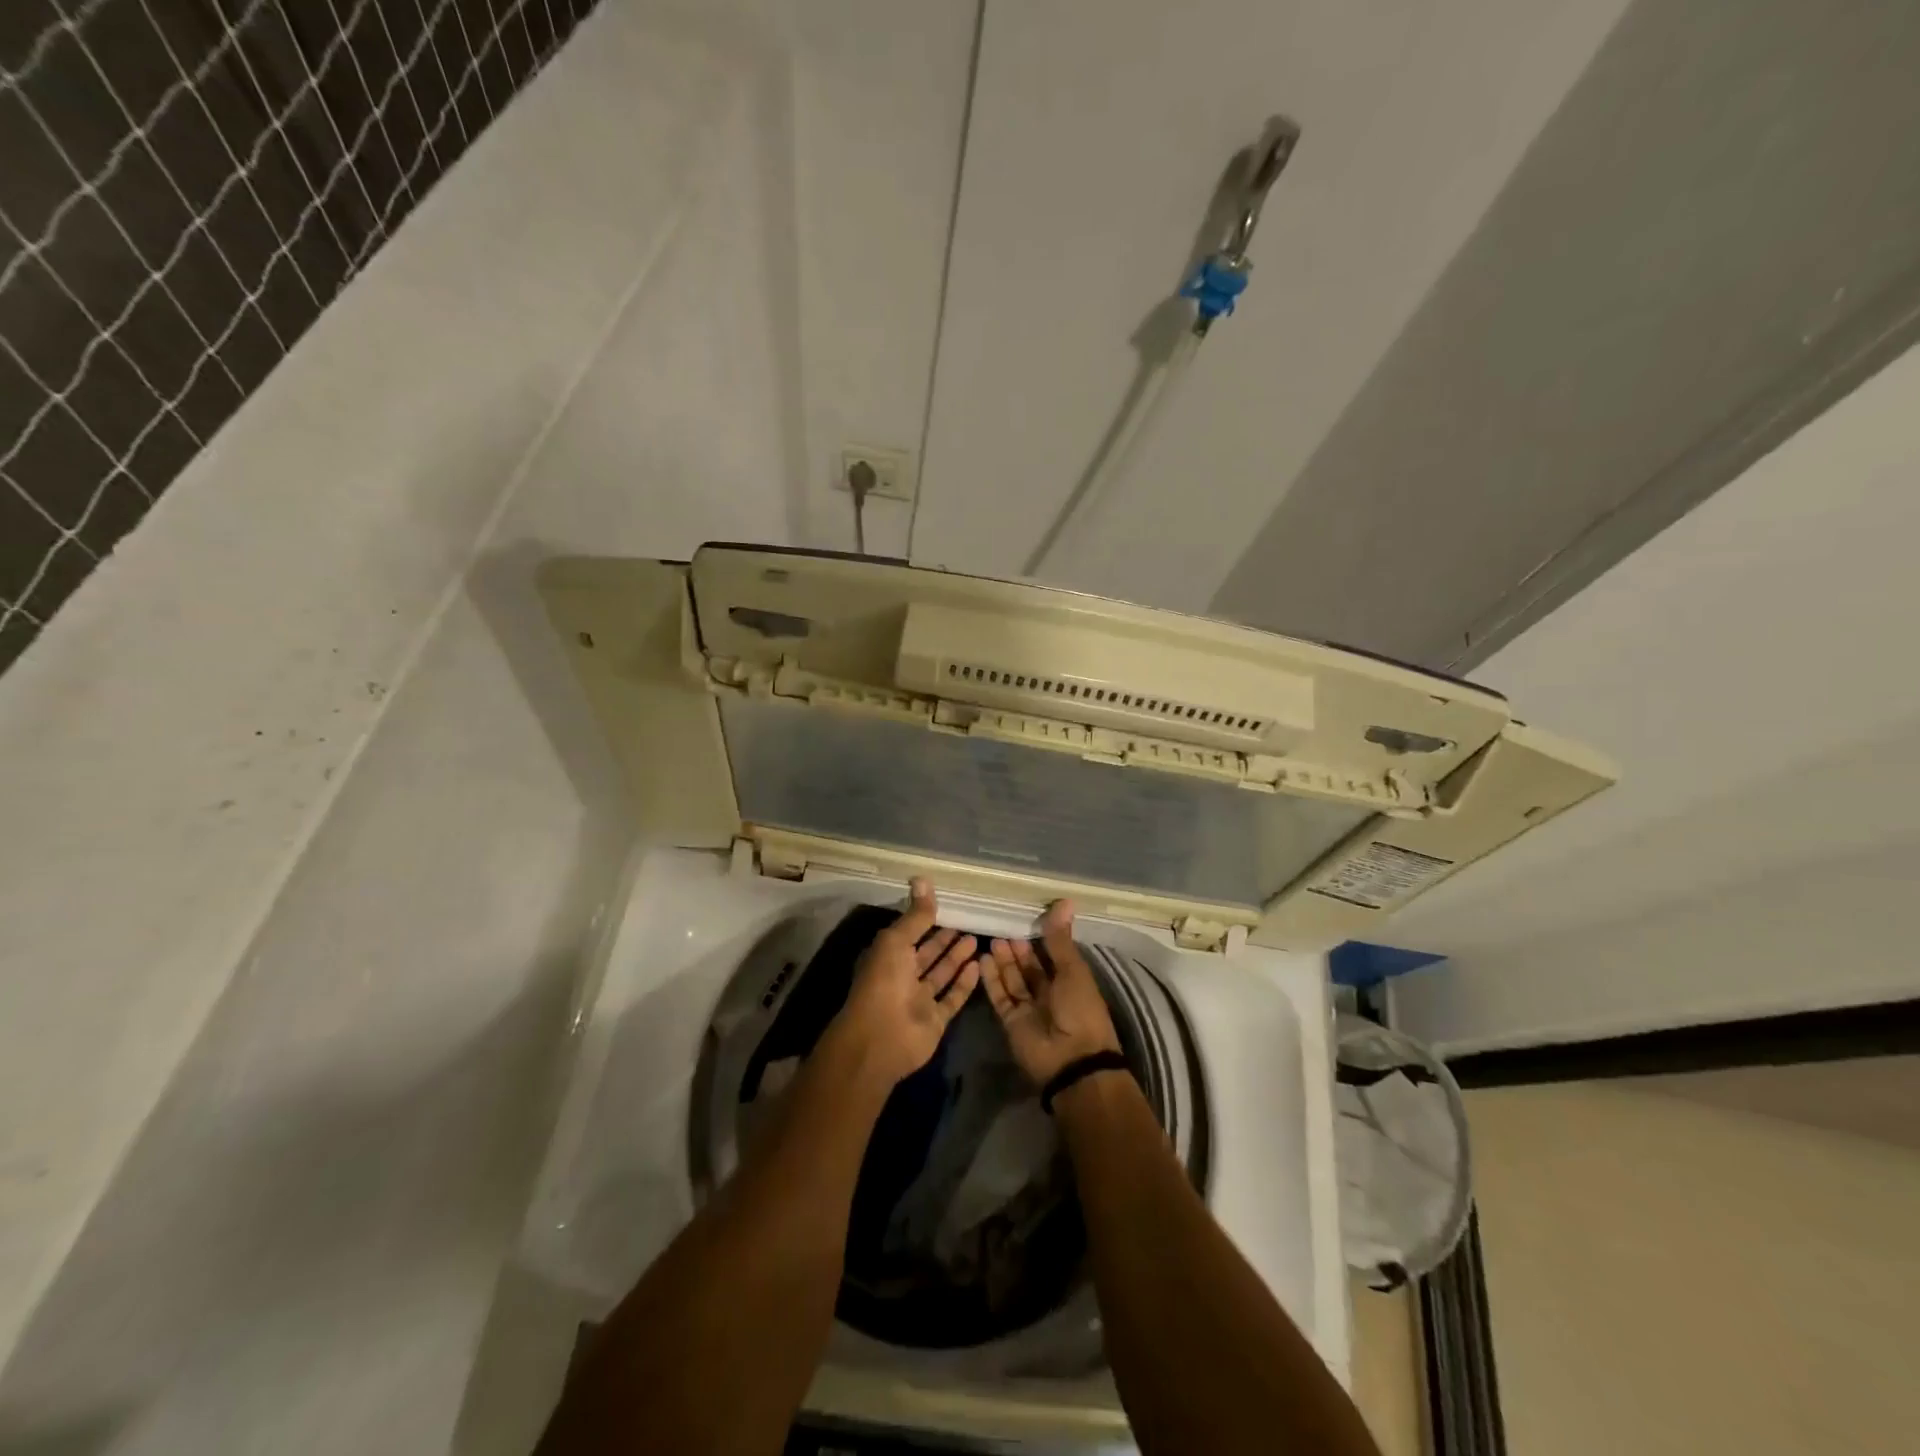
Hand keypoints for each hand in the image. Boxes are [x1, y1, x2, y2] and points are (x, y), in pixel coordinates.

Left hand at [826, 878, 980, 1089]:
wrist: (879, 1040)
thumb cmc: (883, 983)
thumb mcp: (896, 942)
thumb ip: (915, 916)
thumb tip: (923, 879)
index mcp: (887, 956)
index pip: (909, 933)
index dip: (925, 920)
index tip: (947, 904)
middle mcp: (902, 977)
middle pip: (927, 953)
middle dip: (944, 938)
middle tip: (968, 920)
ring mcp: (919, 1000)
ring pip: (940, 974)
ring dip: (956, 958)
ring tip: (976, 938)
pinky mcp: (935, 1020)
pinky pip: (952, 997)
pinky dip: (964, 983)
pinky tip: (978, 965)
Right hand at [982, 900, 1122, 1086]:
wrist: (1072, 1061)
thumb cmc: (1081, 1011)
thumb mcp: (1073, 971)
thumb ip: (1060, 939)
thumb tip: (1065, 901)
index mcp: (1071, 981)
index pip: (1052, 955)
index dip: (1039, 938)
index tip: (1023, 917)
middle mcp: (1050, 993)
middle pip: (1029, 967)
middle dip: (1017, 949)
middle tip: (1002, 927)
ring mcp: (1029, 1008)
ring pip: (1013, 979)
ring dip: (1004, 961)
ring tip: (992, 939)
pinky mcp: (1012, 1021)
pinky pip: (1001, 996)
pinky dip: (992, 980)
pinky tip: (983, 960)